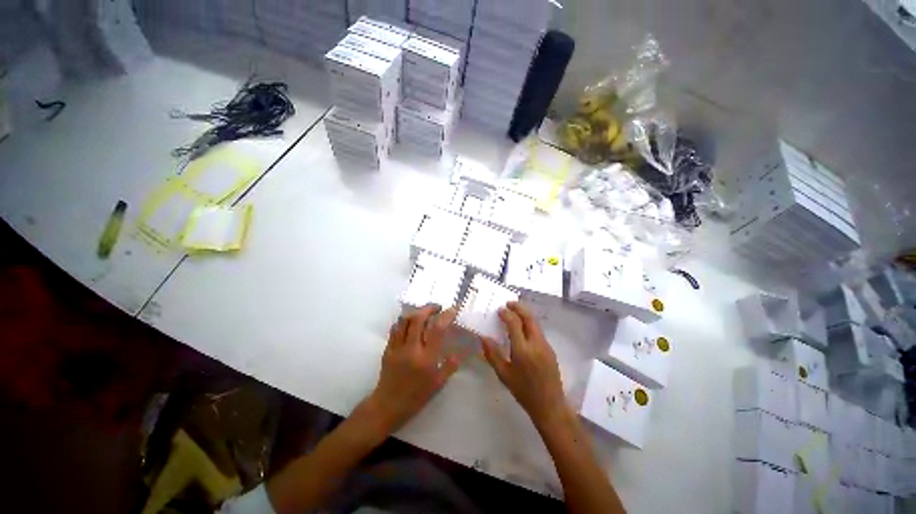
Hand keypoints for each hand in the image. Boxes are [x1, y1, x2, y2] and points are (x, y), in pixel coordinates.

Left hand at [367, 305, 462, 434]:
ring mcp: (397, 348)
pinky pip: (395, 329)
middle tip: (437, 308)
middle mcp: (411, 349)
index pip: (437, 329)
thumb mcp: (438, 384)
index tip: (452, 310)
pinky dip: (404, 321)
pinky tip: (410, 323)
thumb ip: (449, 366)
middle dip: (429, 308)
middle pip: (418, 319)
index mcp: (426, 359)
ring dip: (416, 312)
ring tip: (424, 313)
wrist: (388, 406)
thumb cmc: (416, 397)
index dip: (446, 316)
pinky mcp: (388, 349)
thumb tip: (458, 353)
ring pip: (404, 321)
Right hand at [481, 302, 569, 429]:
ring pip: (535, 322)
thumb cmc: (523, 391)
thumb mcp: (504, 374)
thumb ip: (492, 354)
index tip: (499, 310)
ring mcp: (545, 345)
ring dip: (525, 314)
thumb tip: (483, 337)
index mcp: (522, 350)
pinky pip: (538, 330)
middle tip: (508, 303)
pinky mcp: (550, 349)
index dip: (506, 314)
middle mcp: (536, 343)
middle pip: (529, 317)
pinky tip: (523, 327)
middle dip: (518, 307)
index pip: (514, 323)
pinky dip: (530, 323)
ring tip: (514, 311)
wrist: (550, 405)